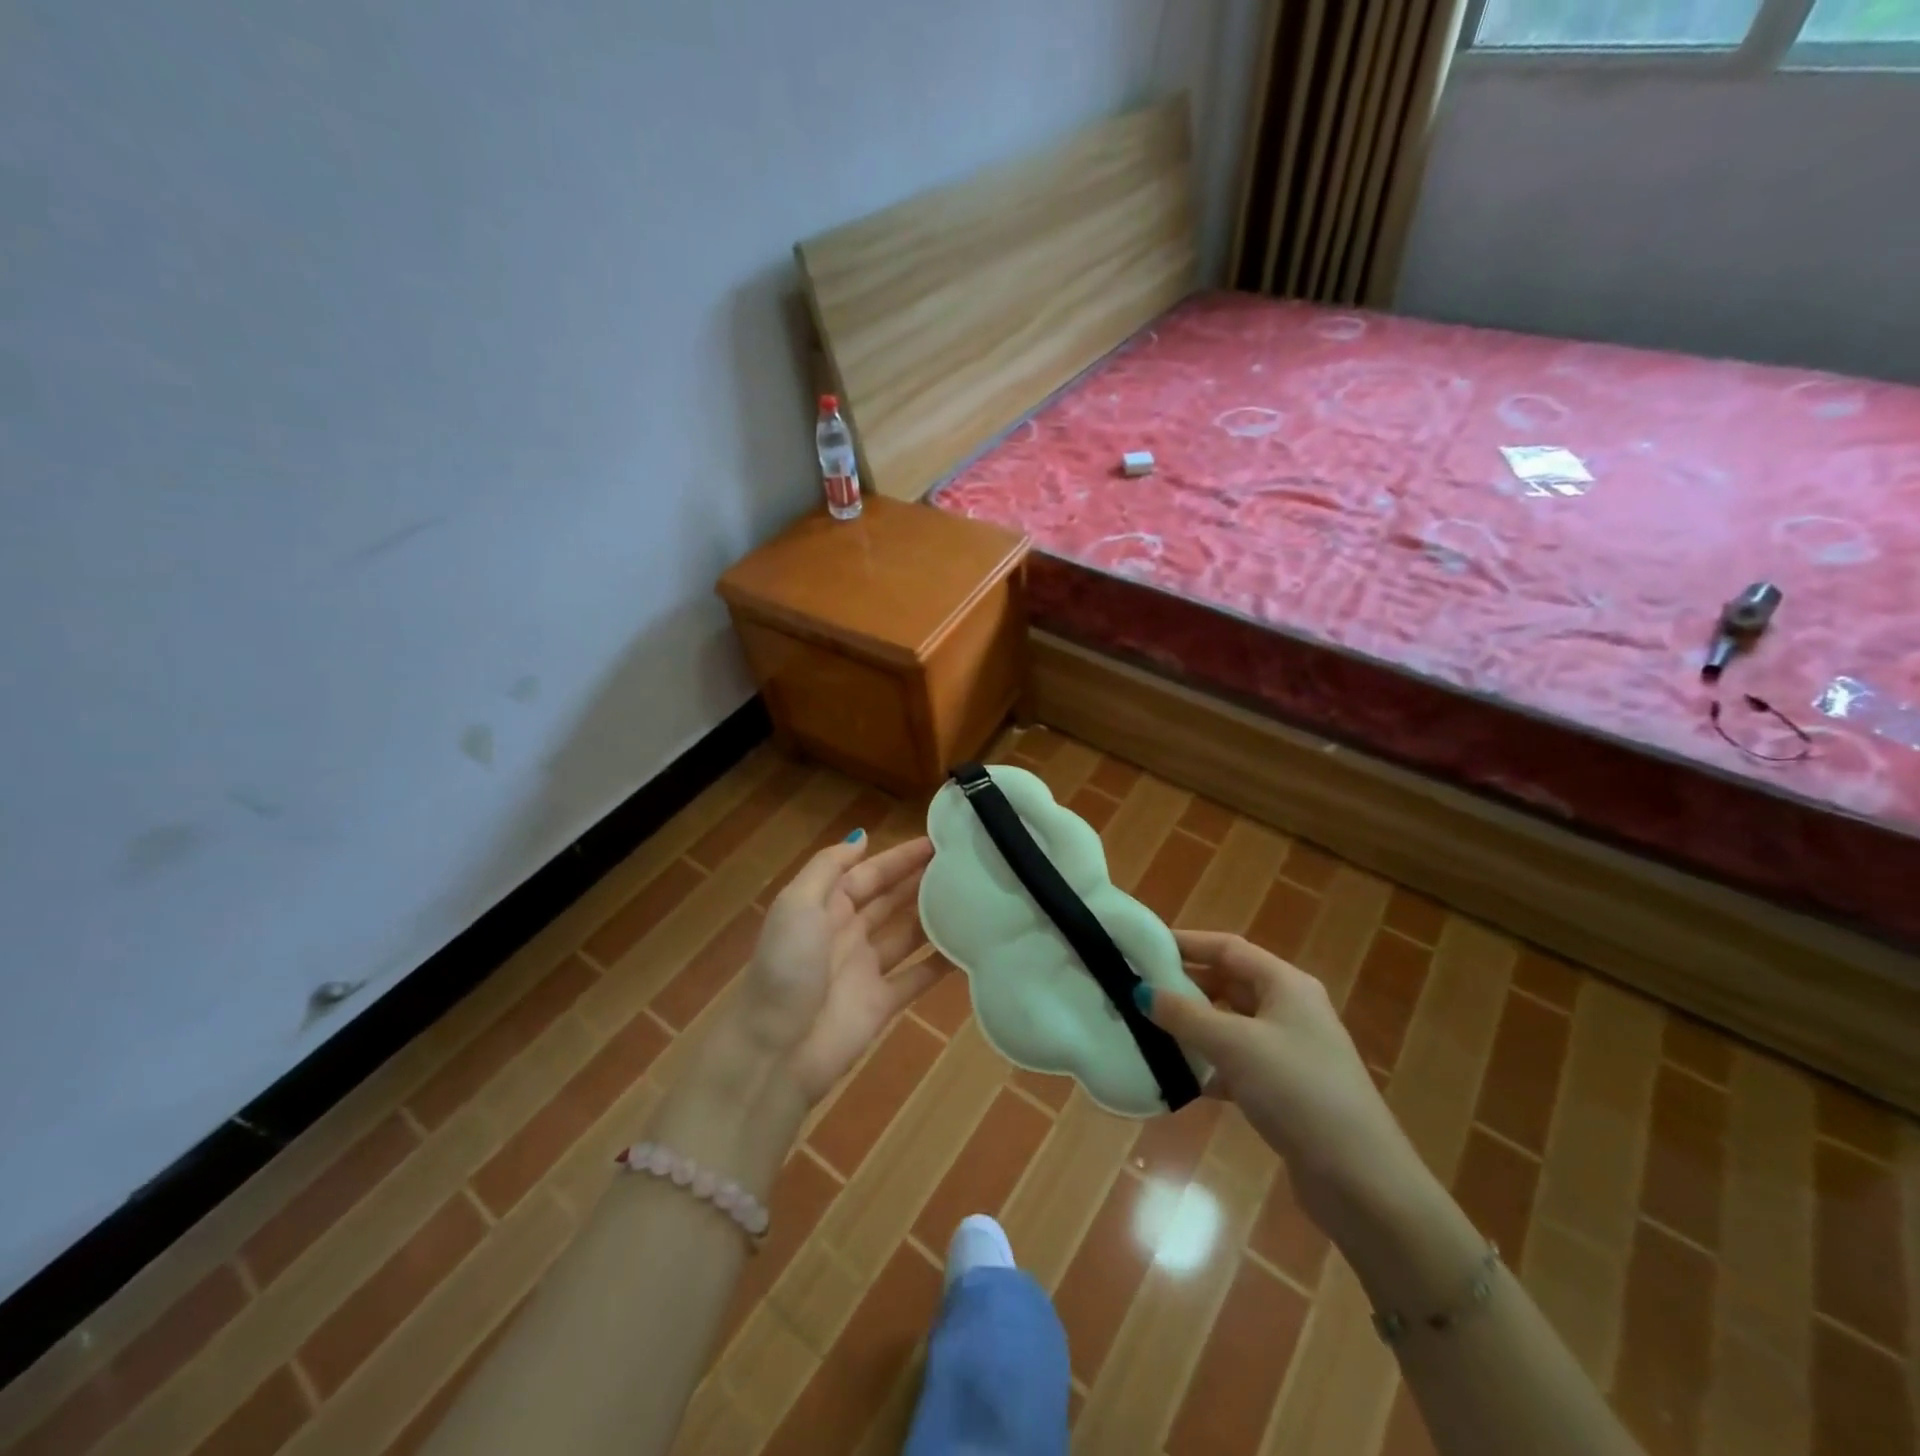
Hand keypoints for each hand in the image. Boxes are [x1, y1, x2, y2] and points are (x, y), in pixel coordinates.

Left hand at [730, 831, 943, 1104]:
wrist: (773, 1050)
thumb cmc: (785, 967)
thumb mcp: (796, 904)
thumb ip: (828, 867)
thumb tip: (862, 836)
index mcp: (825, 907)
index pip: (869, 873)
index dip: (900, 858)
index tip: (938, 842)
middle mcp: (847, 932)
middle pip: (890, 900)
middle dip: (921, 881)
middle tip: (965, 866)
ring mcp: (865, 969)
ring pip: (907, 934)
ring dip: (934, 917)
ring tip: (973, 898)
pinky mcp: (882, 1003)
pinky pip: (917, 976)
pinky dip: (941, 964)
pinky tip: (970, 948)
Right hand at [1141, 930, 1416, 1225]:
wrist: (1363, 1181)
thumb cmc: (1299, 1092)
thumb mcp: (1235, 1045)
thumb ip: (1185, 1015)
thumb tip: (1140, 991)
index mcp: (1286, 985)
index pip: (1227, 948)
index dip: (1186, 943)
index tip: (1142, 948)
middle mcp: (1290, 1009)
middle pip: (1228, 983)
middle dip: (1185, 985)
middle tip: (1138, 990)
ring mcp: (1290, 1051)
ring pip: (1230, 1025)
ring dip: (1193, 1027)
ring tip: (1148, 1030)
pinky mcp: (1285, 1089)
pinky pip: (1236, 1063)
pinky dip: (1208, 1065)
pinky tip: (1180, 1079)